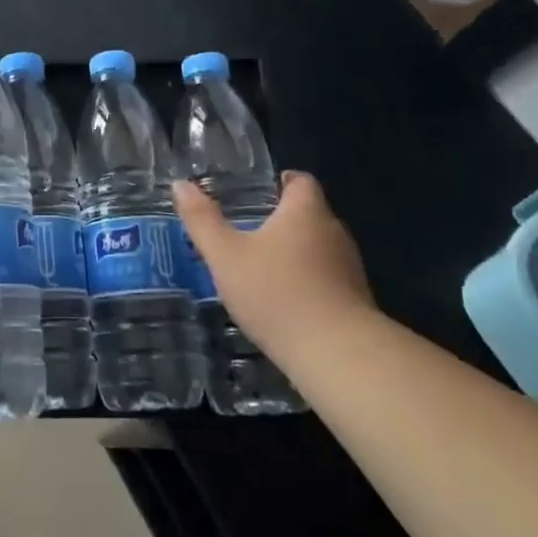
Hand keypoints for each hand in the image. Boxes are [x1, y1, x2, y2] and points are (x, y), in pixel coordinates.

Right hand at [172, 171, 376, 362]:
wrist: (337, 356)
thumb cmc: (277, 293)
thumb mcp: (226, 256)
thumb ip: (202, 220)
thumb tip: (181, 184)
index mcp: (305, 211)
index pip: (299, 180)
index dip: (278, 182)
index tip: (254, 193)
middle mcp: (334, 231)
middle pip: (308, 214)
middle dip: (280, 220)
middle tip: (245, 231)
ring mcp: (350, 268)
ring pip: (317, 248)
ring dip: (293, 254)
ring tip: (259, 268)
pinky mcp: (356, 301)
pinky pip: (326, 279)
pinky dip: (306, 282)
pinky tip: (282, 303)